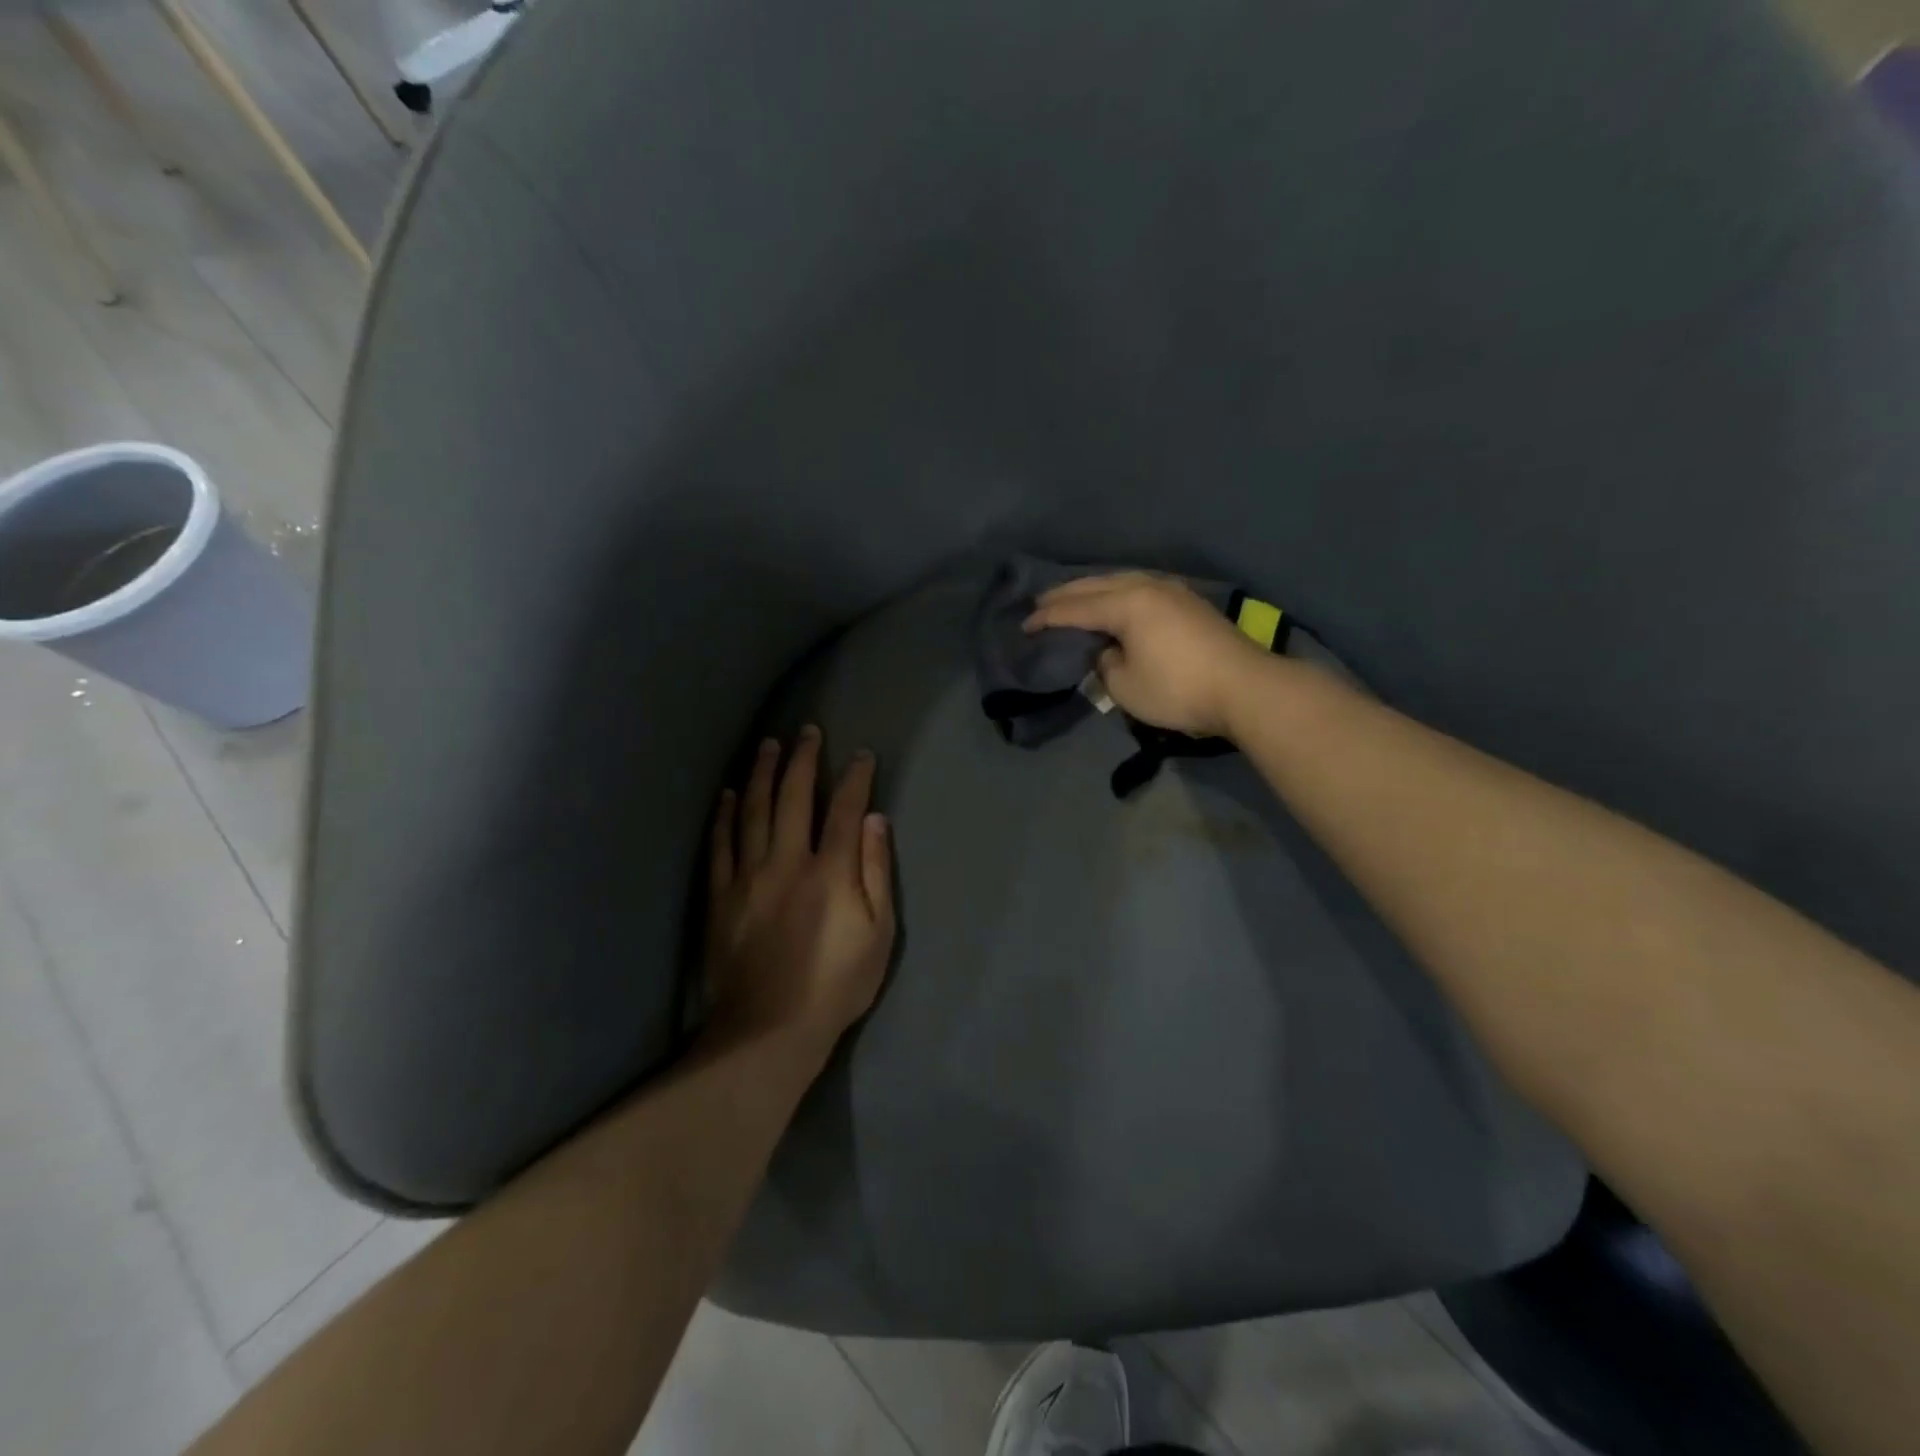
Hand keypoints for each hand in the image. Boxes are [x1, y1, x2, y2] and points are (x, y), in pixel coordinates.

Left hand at [706, 728, 896, 1051]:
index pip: (844, 810)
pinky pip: (720, 844)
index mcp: (830, 871)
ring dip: (761, 774)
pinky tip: (729, 794)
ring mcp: (748, 876)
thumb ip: (877, 873)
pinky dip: (725, 815)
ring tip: (767, 745)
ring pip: (753, 811)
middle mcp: (786, 861)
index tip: (861, 755)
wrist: (768, 1031)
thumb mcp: (879, 935)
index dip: (855, 778)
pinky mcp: (720, 896)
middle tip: (807, 731)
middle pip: (793, 798)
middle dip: (803, 760)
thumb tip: (875, 820)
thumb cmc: (836, 985)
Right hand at [1023, 572, 1270, 738]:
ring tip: (1073, 597)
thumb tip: (1108, 652)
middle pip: (1096, 585)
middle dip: (1065, 595)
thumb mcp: (1125, 686)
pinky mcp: (1188, 602)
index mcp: (1126, 604)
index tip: (1024, 626)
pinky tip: (1114, 600)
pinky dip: (1116, 592)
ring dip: (1092, 588)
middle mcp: (1147, 587)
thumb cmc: (1178, 689)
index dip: (1047, 618)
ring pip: (1121, 580)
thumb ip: (1105, 665)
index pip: (1075, 609)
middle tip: (1039, 604)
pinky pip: (1139, 587)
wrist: (1245, 688)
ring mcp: (1172, 591)